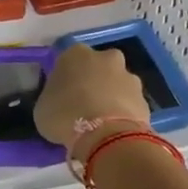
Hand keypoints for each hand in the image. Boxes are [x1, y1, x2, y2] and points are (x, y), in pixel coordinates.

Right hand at [33, 42, 149, 153]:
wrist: (104, 134)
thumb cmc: (64, 116)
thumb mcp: (43, 107)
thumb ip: (53, 97)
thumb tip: (59, 101)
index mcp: (75, 54)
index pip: (67, 61)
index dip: (65, 79)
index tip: (62, 95)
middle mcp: (105, 57)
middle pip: (97, 67)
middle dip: (93, 82)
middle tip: (82, 105)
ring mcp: (128, 76)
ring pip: (116, 84)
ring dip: (110, 96)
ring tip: (101, 121)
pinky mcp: (144, 97)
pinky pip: (129, 103)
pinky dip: (123, 113)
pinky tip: (114, 130)